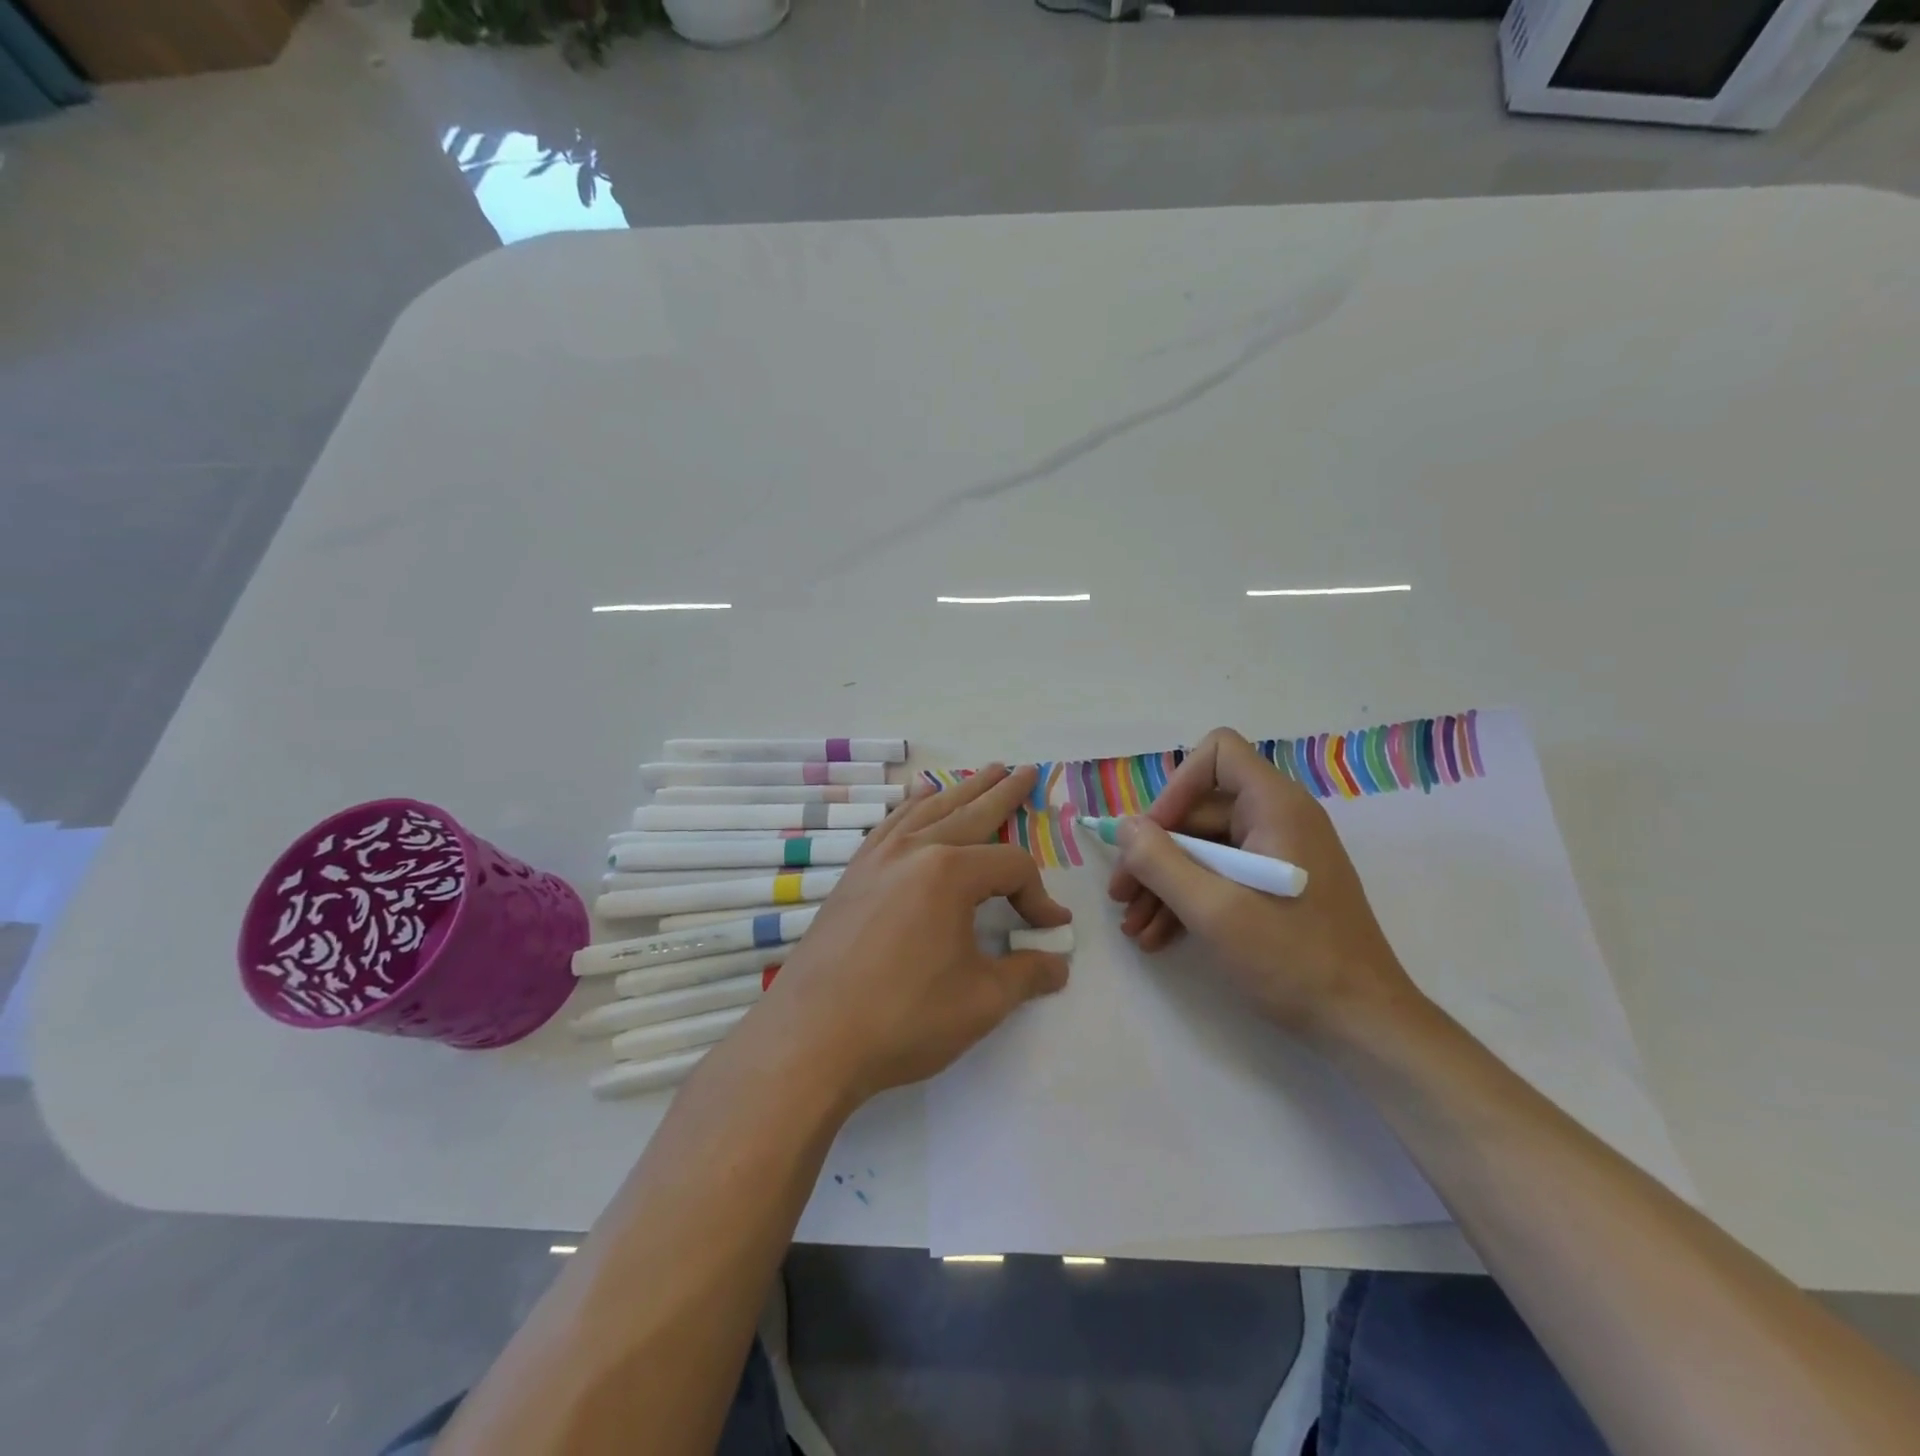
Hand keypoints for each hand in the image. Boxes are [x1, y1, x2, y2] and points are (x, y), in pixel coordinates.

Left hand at [755, 764, 1072, 1105]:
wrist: (810, 1039)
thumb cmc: (904, 1018)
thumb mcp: (982, 1001)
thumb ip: (1027, 974)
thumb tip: (1058, 963)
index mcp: (948, 873)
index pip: (1011, 867)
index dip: (1038, 896)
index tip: (1049, 929)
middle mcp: (913, 851)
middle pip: (969, 813)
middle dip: (1002, 794)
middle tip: (1025, 771)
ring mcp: (876, 860)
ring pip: (927, 812)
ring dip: (959, 792)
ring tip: (982, 773)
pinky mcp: (852, 876)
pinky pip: (889, 826)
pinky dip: (910, 808)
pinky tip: (915, 800)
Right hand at [1105, 728, 1421, 1041]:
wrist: (1364, 1025)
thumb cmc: (1293, 959)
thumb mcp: (1214, 910)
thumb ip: (1160, 862)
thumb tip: (1125, 827)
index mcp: (1276, 806)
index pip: (1217, 754)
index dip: (1176, 788)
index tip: (1151, 838)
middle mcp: (1279, 819)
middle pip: (1199, 809)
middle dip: (1154, 853)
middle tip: (1121, 896)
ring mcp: (1279, 855)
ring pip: (1204, 848)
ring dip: (1163, 883)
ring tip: (1134, 927)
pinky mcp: (1277, 887)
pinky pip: (1221, 875)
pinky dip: (1188, 899)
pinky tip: (1158, 936)